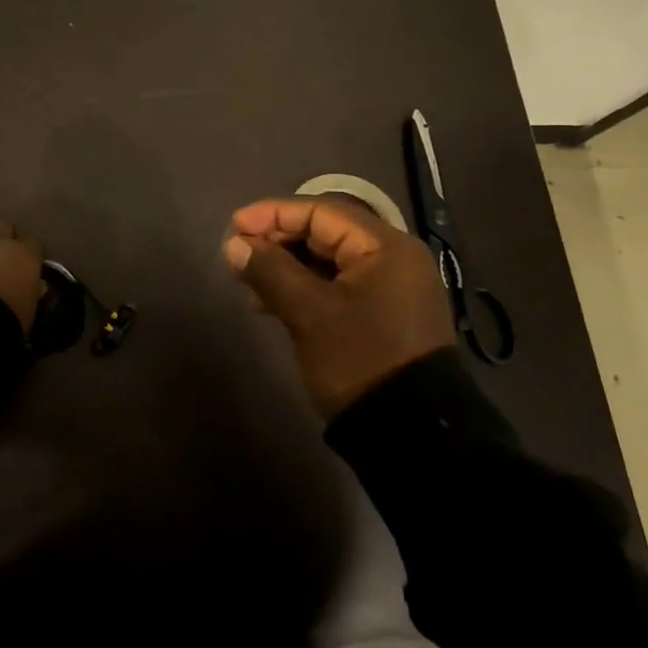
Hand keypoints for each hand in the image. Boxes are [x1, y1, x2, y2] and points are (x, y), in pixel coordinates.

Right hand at [223, 195, 455, 417]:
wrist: (413, 436)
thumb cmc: (360, 361)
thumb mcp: (309, 314)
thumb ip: (270, 271)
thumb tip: (234, 244)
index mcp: (385, 247)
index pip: (320, 211)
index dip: (273, 214)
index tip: (234, 226)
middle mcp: (393, 257)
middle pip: (325, 232)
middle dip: (278, 240)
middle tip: (238, 254)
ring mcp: (392, 287)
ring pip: (329, 260)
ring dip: (287, 265)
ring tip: (249, 282)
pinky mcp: (385, 313)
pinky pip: (338, 284)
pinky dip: (305, 286)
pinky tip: (273, 302)